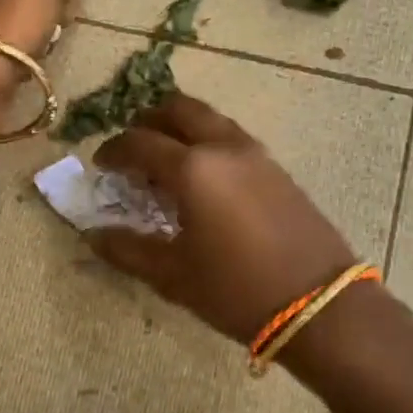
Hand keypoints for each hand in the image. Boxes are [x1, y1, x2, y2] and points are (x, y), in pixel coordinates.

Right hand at [85, 94, 358, 346]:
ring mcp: (255, 153)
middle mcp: (222, 147)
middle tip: (133, 147)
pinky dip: (207, 141)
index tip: (100, 165)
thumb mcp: (173, 276)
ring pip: (209, 119)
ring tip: (167, 159)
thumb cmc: (236, 290)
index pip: (139, 142)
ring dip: (181, 127)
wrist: (320, 304)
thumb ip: (127, 250)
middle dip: (149, 120)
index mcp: (192, 169)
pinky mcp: (277, 167)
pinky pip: (231, 136)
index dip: (113, 150)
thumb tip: (92, 235)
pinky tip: (204, 178)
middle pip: (178, 109)